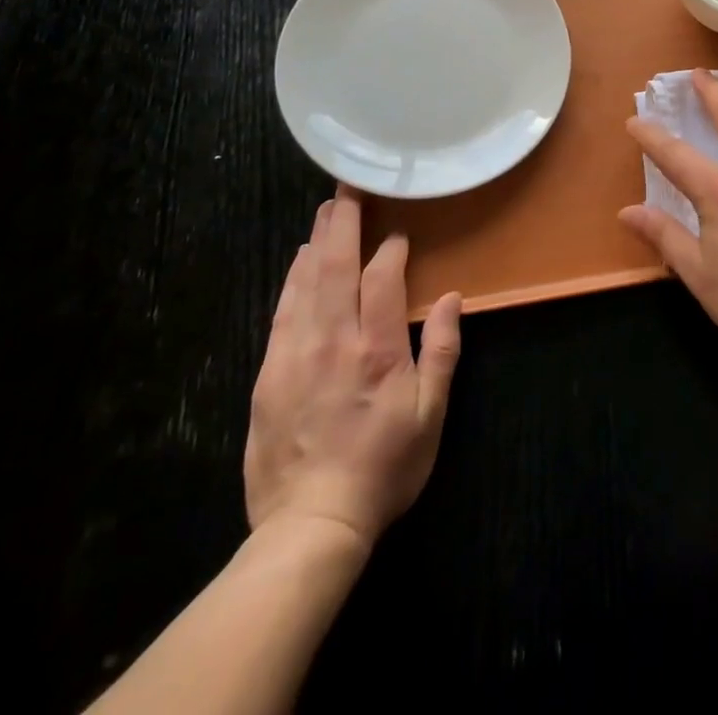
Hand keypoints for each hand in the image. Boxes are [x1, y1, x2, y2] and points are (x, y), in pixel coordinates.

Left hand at [244, 193, 462, 550]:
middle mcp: (332, 340)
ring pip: (304, 283)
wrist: (309, 526)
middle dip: (342, 223)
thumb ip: (440, 351)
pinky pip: (281, 311)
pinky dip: (292, 279)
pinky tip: (297, 263)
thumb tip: (449, 297)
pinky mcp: (268, 373)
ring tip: (326, 213)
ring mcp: (294, 354)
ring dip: (317, 243)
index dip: (390, 249)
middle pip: (335, 266)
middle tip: (347, 190)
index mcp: (376, 349)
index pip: (382, 277)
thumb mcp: (429, 416)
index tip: (398, 233)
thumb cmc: (382, 468)